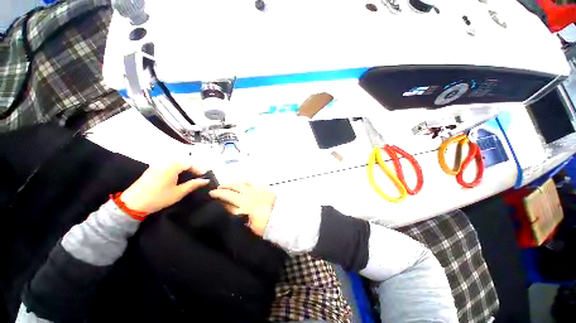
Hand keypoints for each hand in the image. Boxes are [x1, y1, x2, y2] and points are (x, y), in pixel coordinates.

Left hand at [121, 162, 209, 213]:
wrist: (132, 203)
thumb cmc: (158, 197)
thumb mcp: (179, 192)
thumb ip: (193, 185)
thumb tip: (205, 180)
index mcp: (172, 166)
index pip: (189, 164)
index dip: (198, 169)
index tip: (204, 176)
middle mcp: (164, 163)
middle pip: (182, 162)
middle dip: (191, 169)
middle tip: (197, 178)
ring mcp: (156, 166)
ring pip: (174, 164)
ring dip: (183, 170)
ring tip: (188, 179)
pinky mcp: (151, 170)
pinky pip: (167, 167)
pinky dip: (174, 171)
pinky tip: (175, 179)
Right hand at [209, 182, 275, 235]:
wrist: (283, 217)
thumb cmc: (266, 225)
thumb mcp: (251, 227)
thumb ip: (239, 219)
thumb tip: (228, 210)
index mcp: (246, 207)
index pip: (228, 202)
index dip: (219, 198)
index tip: (211, 196)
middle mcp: (249, 197)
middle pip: (233, 191)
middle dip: (222, 189)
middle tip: (214, 190)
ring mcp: (256, 191)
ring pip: (241, 184)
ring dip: (231, 183)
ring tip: (224, 183)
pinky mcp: (263, 188)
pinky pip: (252, 182)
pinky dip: (244, 180)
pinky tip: (240, 181)